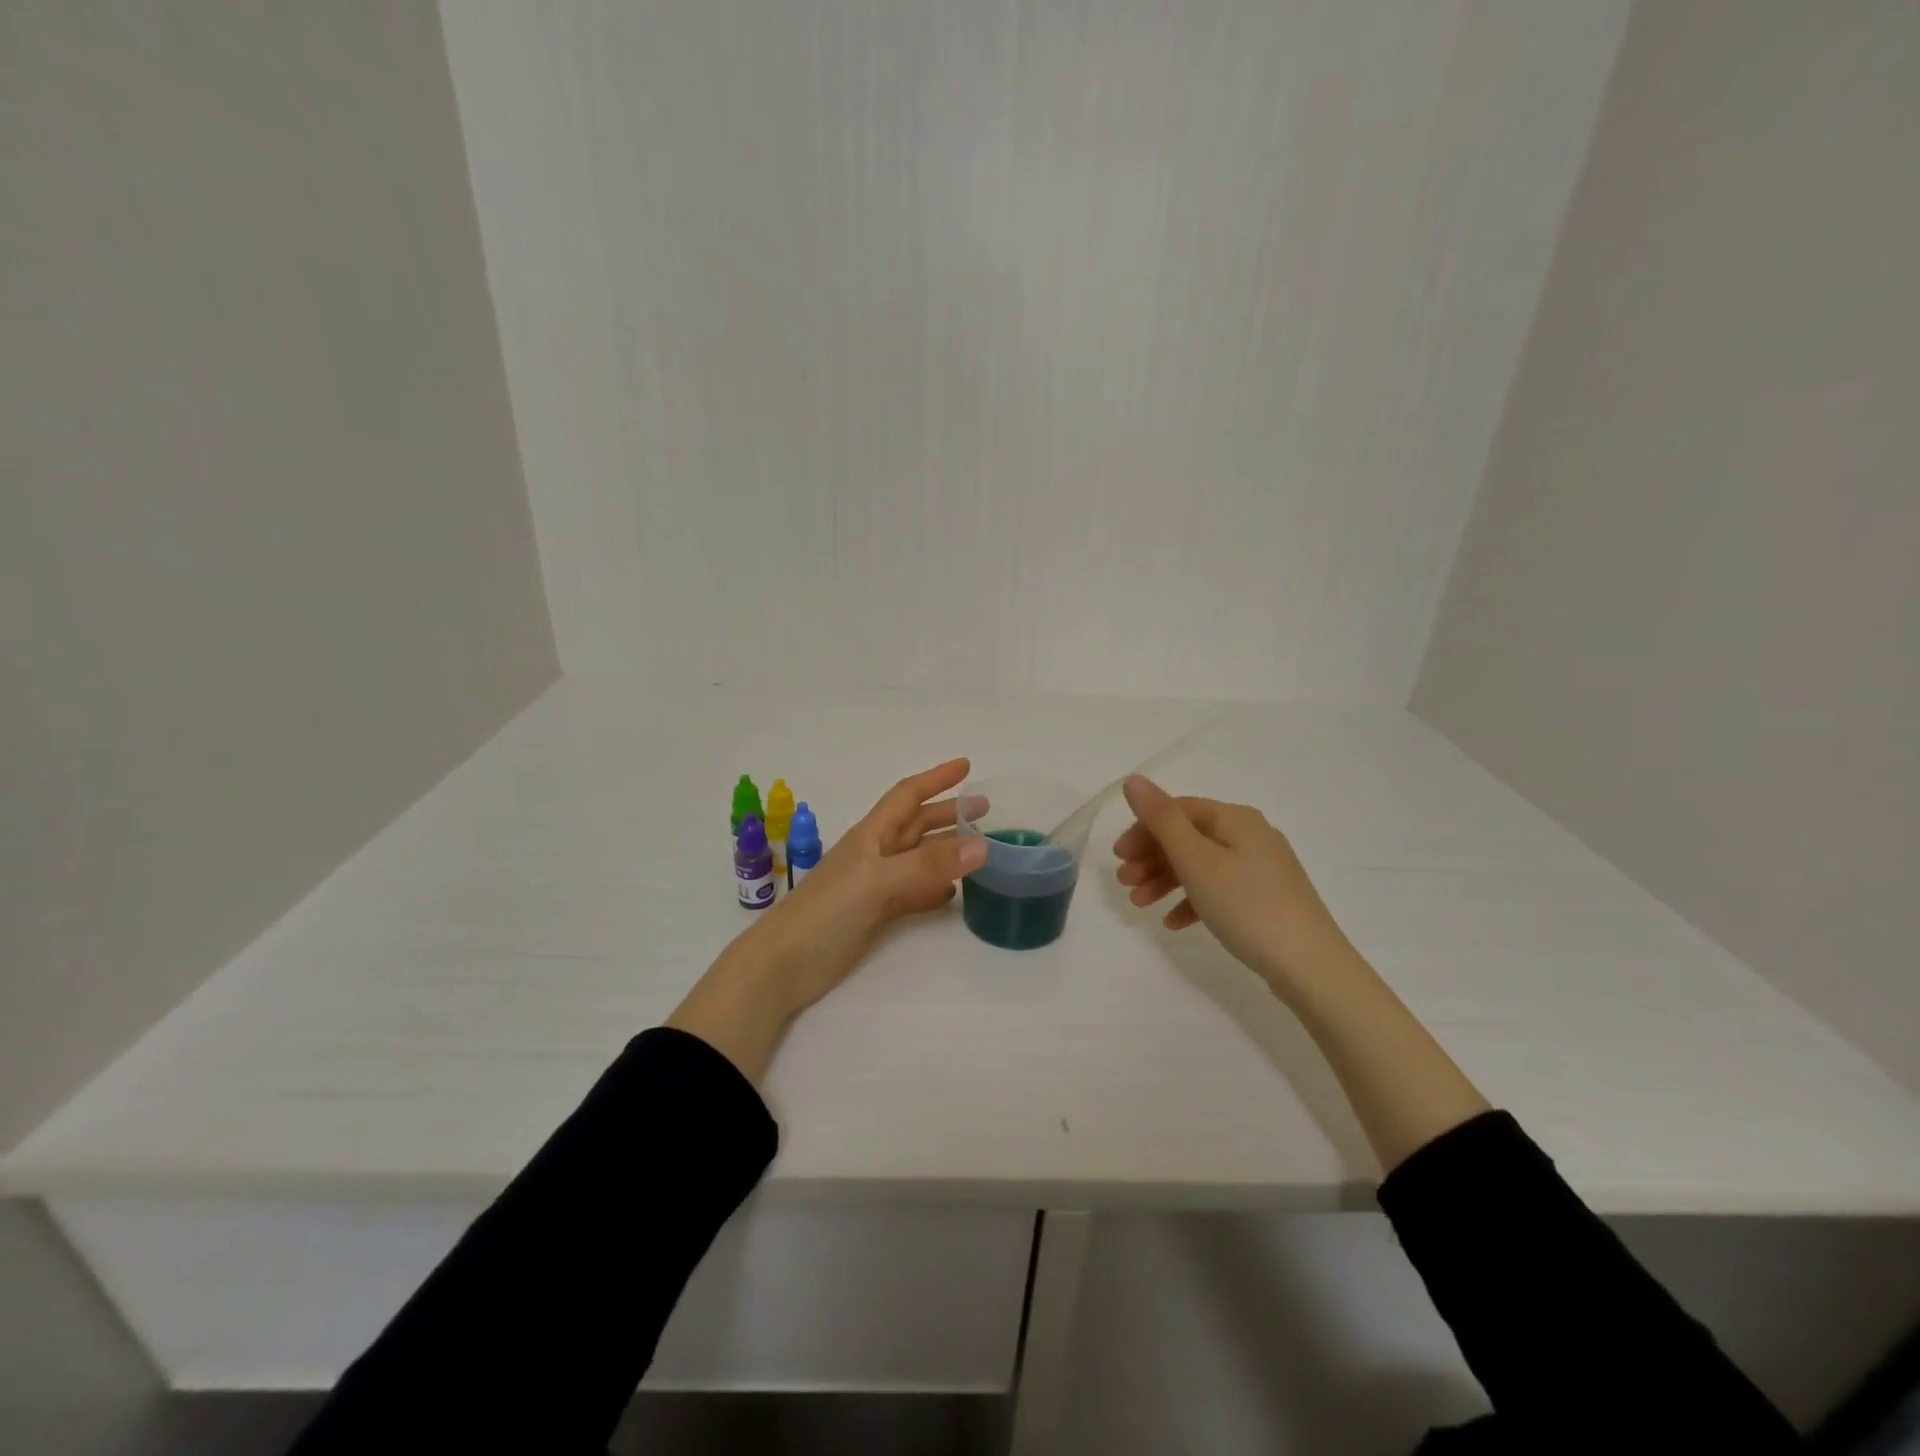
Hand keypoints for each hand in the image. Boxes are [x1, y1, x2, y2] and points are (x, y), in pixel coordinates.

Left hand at [765, 757, 987, 1011]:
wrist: (784, 965)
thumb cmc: (826, 912)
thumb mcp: (878, 882)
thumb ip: (928, 865)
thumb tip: (982, 846)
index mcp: (872, 835)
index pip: (908, 795)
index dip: (936, 778)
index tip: (966, 766)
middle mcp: (875, 854)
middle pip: (917, 824)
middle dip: (949, 813)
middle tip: (985, 810)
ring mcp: (875, 885)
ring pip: (919, 858)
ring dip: (947, 849)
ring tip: (980, 848)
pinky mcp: (876, 915)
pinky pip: (914, 892)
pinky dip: (935, 888)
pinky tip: (953, 894)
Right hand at [1112, 774, 1352, 997]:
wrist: (1310, 967)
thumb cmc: (1246, 906)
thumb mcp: (1196, 860)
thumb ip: (1161, 819)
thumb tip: (1133, 780)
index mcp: (1236, 819)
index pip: (1178, 810)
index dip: (1143, 829)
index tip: (1118, 857)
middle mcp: (1250, 835)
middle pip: (1188, 837)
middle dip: (1151, 858)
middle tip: (1124, 883)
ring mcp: (1261, 869)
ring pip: (1200, 865)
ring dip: (1165, 881)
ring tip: (1139, 905)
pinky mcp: (1265, 899)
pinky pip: (1219, 890)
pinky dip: (1192, 901)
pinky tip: (1173, 923)